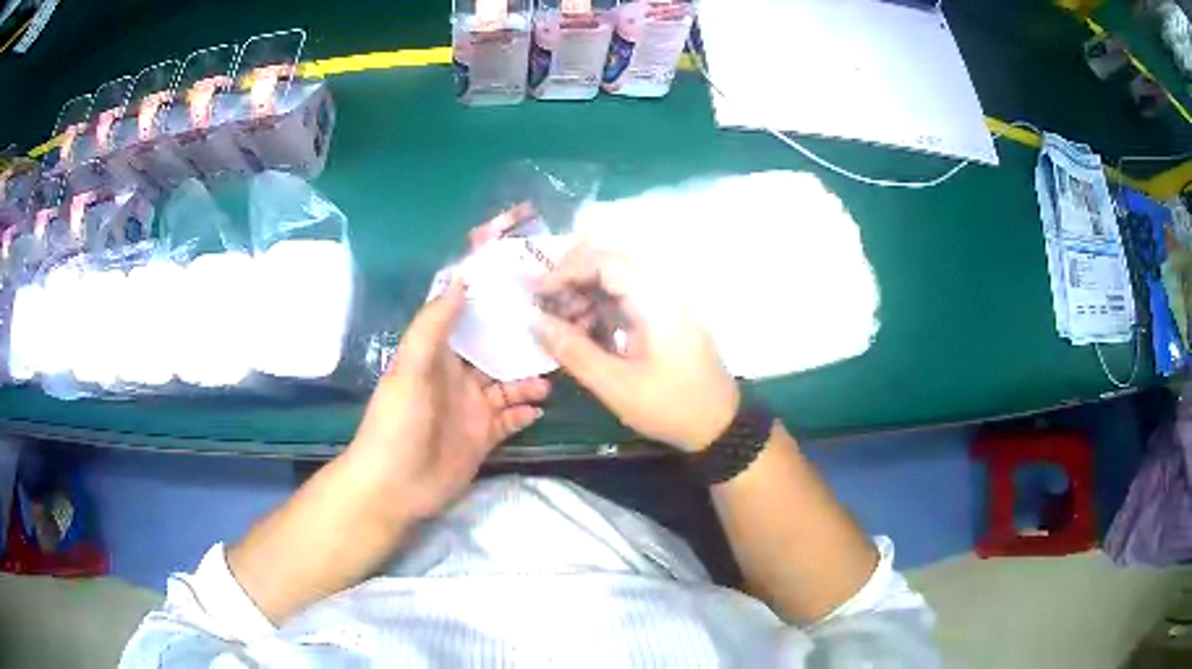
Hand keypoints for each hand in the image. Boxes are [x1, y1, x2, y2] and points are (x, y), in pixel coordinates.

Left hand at [349, 279, 549, 521]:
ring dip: (527, 380)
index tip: (524, 286)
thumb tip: (461, 279)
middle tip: (555, 332)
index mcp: (438, 357)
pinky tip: (539, 410)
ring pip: (507, 386)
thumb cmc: (398, 422)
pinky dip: (525, 413)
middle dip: (520, 343)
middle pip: (494, 353)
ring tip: (551, 376)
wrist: (394, 486)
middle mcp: (457, 379)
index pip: (467, 321)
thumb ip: (434, 325)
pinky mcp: (483, 438)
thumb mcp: (411, 368)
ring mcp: (471, 409)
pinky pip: (510, 420)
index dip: (490, 304)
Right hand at [533, 244, 738, 451]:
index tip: (538, 293)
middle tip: (546, 302)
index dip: (566, 270)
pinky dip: (602, 304)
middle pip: (611, 260)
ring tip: (563, 322)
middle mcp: (663, 289)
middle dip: (573, 275)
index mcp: (655, 300)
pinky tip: (586, 329)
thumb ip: (573, 351)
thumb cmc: (669, 406)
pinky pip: (629, 294)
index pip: (606, 261)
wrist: (718, 423)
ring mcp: (667, 299)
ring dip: (586, 290)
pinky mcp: (666, 313)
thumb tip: (536, 322)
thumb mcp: (615, 386)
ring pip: (618, 276)